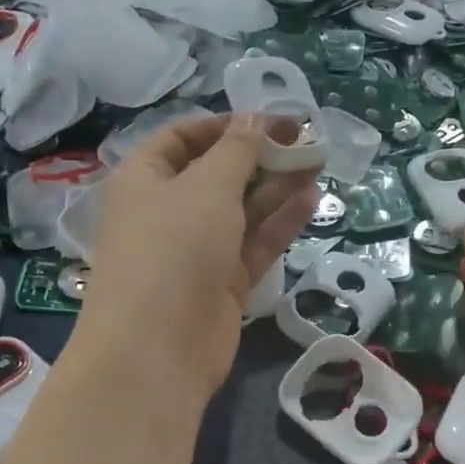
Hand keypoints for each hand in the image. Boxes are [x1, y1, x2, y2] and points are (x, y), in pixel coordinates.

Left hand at [76, 111, 316, 394]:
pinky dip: (279, 223)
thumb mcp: (207, 185)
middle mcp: (167, 211)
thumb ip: (237, 149)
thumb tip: (254, 117)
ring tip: (319, 163)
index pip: (184, 137)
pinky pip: (253, 244)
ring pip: (241, 210)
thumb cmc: (173, 247)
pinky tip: (310, 199)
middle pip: (218, 173)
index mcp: (144, 178)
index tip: (274, 120)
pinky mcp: (222, 283)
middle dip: (261, 156)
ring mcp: (196, 250)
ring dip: (277, 187)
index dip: (228, 124)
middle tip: (308, 142)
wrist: (158, 346)